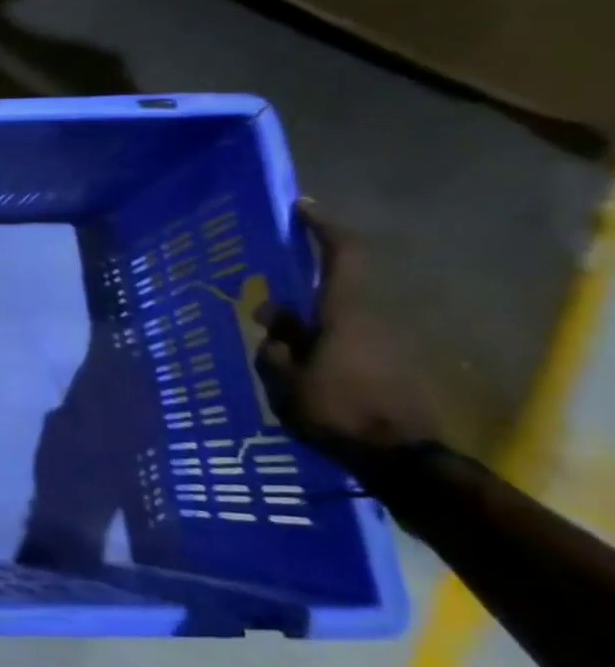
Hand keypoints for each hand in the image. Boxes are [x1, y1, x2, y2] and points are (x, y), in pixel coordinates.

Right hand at [255, 202, 438, 475]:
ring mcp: (387, 343)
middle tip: (264, 310)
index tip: (302, 207)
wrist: (403, 459)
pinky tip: (301, 368)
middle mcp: (372, 319)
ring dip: (310, 325)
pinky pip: (349, 340)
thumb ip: (276, 344)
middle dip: (299, 294)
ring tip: (278, 347)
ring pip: (339, 318)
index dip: (324, 228)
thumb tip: (273, 320)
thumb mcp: (285, 379)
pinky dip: (323, 344)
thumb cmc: (336, 410)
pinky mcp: (393, 365)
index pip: (343, 256)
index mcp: (346, 314)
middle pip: (335, 290)